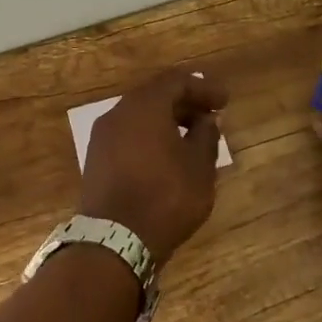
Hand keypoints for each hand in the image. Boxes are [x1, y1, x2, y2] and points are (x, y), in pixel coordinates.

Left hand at [78, 69, 228, 264]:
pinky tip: (166, 155)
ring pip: (139, 116)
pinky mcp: (96, 159)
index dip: (203, 87)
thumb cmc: (165, 198)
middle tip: (210, 116)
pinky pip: (128, 135)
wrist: (114, 240)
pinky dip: (149, 136)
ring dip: (166, 120)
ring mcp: (103, 136)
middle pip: (155, 95)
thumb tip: (206, 120)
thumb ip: (206, 136)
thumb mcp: (199, 168)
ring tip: (191, 137)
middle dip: (184, 102)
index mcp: (144, 106)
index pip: (176, 81)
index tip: (224, 101)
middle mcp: (118, 113)